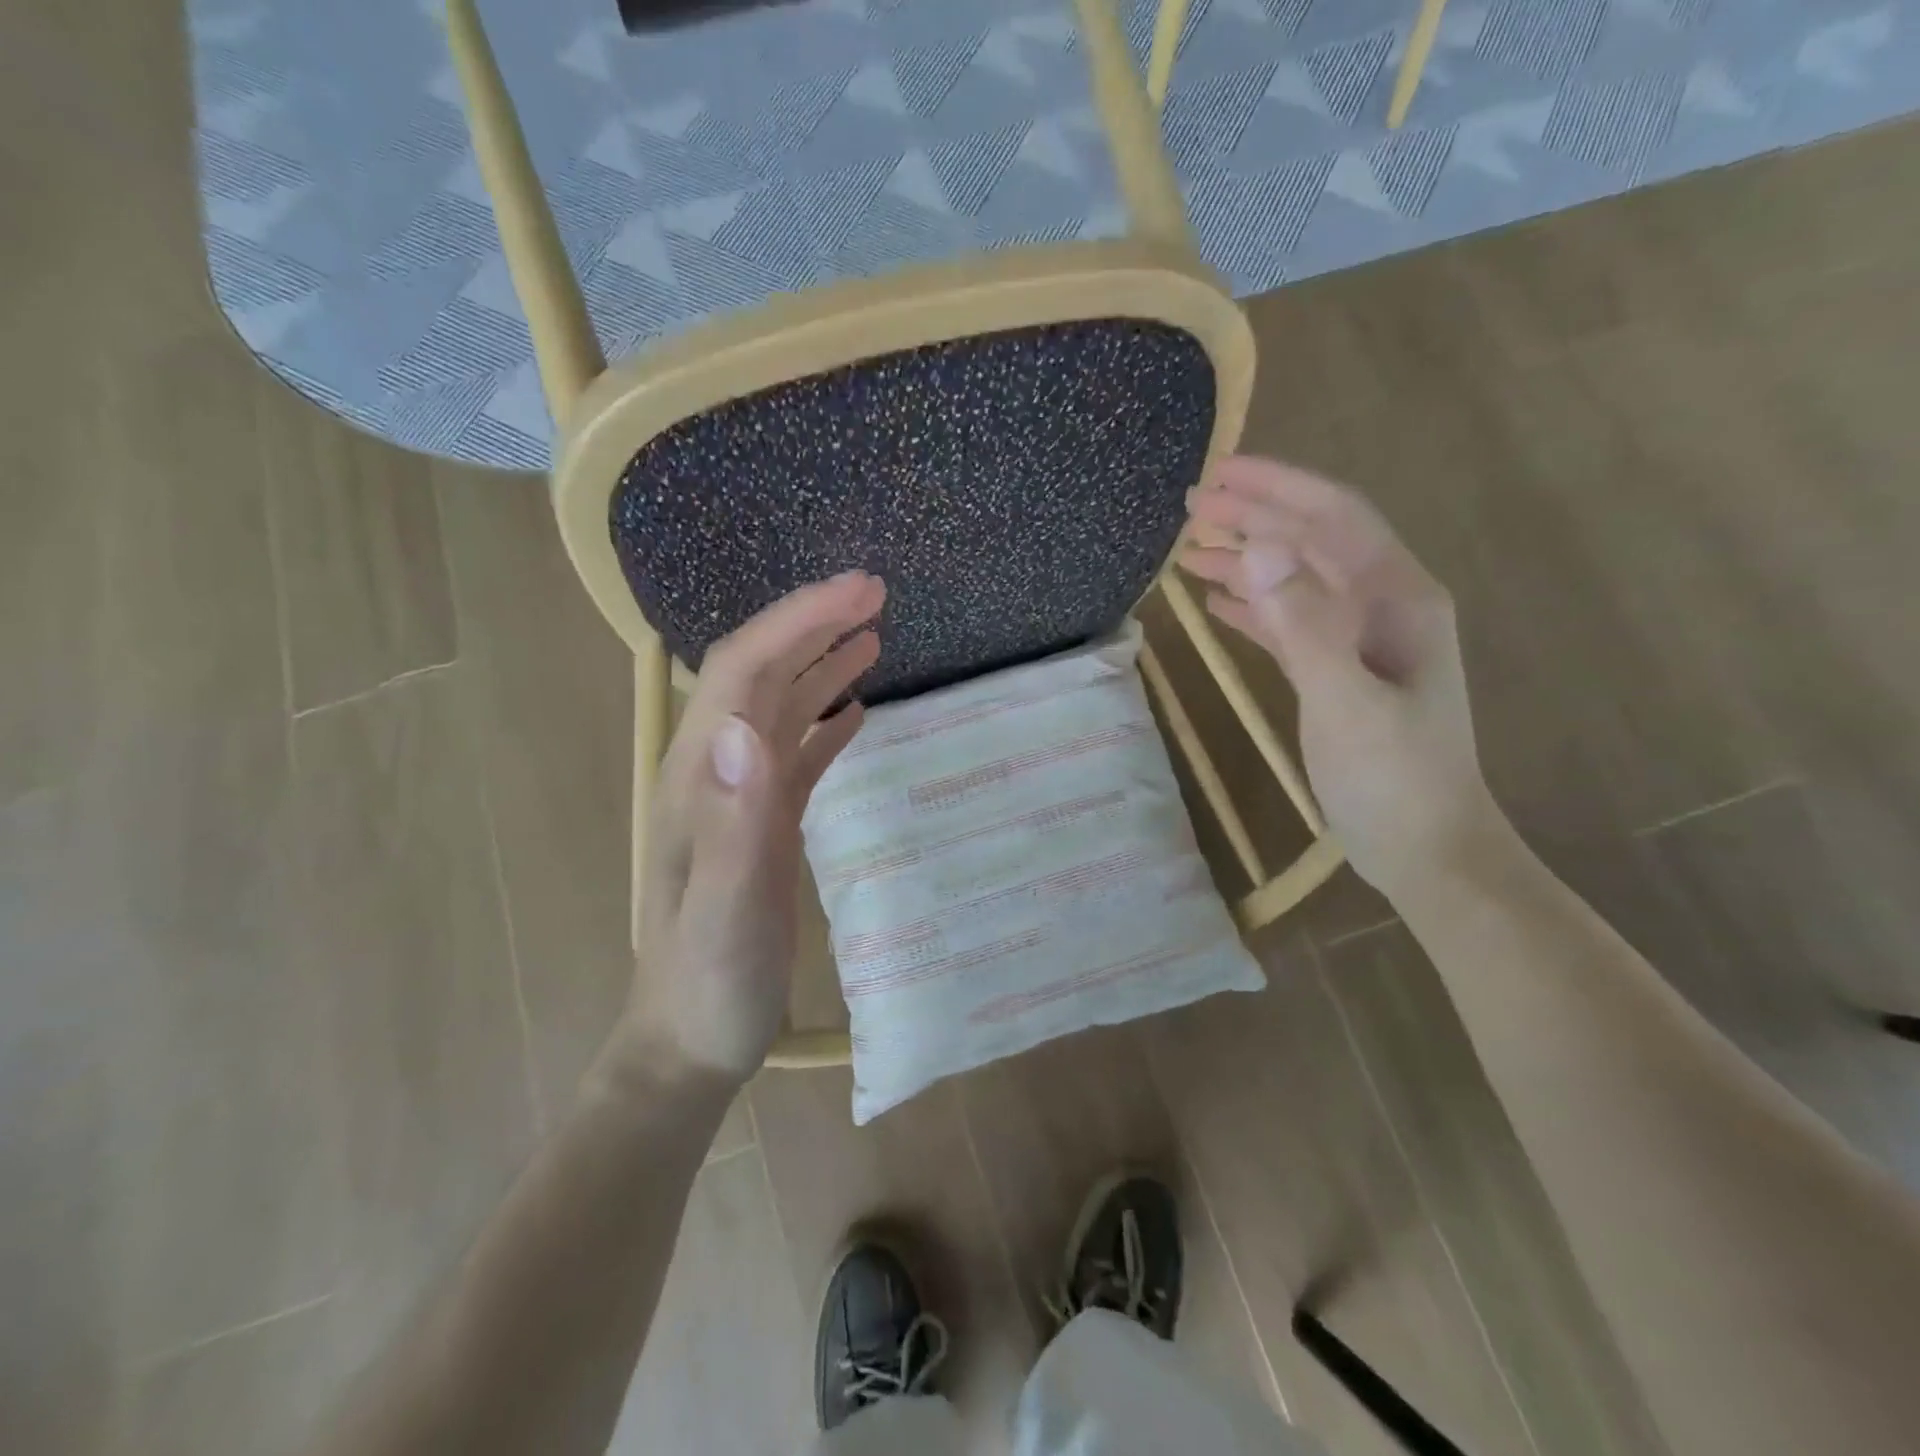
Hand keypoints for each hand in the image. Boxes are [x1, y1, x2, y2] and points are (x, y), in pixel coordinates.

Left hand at [617, 572, 883, 1085]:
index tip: (859, 590)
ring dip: (820, 662)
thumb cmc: (709, 984)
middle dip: (812, 624)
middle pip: (759, 673)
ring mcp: (739, 798)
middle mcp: (717, 773)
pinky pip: (795, 753)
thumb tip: (746, 729)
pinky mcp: (761, 823)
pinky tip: (855, 709)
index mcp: (702, 778)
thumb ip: (733, 825)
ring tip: (872, 635)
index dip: (798, 621)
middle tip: (875, 595)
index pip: (744, 670)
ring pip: (778, 706)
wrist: (691, 1041)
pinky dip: (824, 718)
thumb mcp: (723, 913)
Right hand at [1180, 456, 1502, 899]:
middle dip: (1255, 517)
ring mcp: (1359, 640)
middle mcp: (1382, 606)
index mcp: (1397, 597)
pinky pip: (1290, 622)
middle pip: (1311, 542)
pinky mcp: (1337, 672)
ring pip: (1296, 580)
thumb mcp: (1345, 700)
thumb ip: (1303, 624)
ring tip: (1190, 549)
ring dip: (1247, 559)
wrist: (1424, 848)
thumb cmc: (1393, 777)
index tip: (1218, 475)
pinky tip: (1216, 602)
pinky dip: (1253, 606)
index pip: (1333, 519)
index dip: (1276, 490)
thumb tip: (1257, 547)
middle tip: (1192, 505)